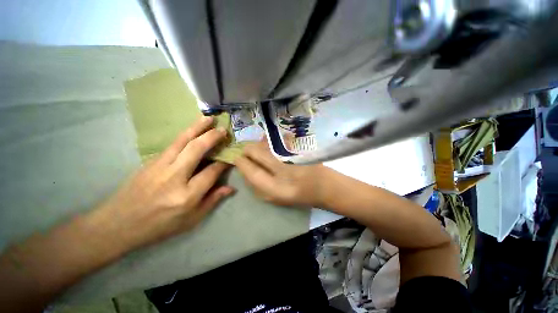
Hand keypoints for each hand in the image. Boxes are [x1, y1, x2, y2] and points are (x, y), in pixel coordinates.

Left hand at [90, 116, 234, 252]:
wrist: (117, 224)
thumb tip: (231, 188)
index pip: (211, 172)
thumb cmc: (158, 227)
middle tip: (223, 130)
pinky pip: (172, 144)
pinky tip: (192, 130)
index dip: (223, 163)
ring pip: (182, 141)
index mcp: (186, 195)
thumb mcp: (190, 220)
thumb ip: (212, 201)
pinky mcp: (150, 162)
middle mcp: (174, 177)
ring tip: (208, 118)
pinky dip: (185, 134)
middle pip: (196, 149)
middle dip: (212, 137)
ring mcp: (159, 166)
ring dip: (197, 127)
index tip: (230, 157)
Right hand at [235, 141, 325, 207]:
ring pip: (263, 142)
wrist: (323, 185)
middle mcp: (282, 166)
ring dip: (258, 146)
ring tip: (262, 153)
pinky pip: (275, 139)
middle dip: (247, 152)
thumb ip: (256, 184)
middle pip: (254, 150)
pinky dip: (269, 142)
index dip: (241, 162)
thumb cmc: (298, 195)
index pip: (250, 169)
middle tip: (249, 155)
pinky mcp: (297, 145)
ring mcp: (290, 153)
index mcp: (276, 187)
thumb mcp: (274, 197)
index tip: (237, 159)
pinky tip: (273, 148)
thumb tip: (244, 168)